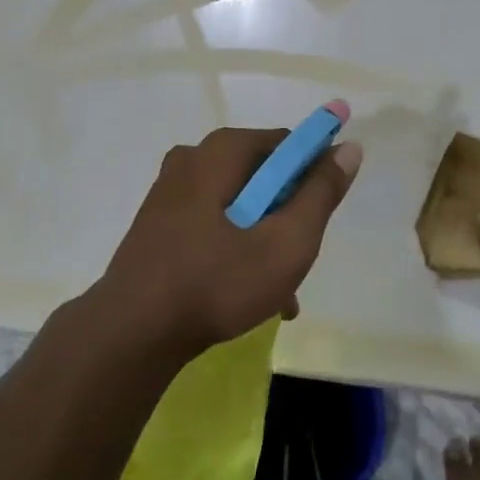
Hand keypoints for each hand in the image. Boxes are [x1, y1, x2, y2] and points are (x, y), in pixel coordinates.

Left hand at [93, 126, 362, 359]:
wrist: (130, 334)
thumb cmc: (216, 282)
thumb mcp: (286, 242)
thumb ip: (321, 193)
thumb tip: (349, 147)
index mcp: (222, 151)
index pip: (287, 145)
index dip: (313, 177)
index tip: (318, 219)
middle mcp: (193, 158)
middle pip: (262, 176)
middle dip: (287, 216)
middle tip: (297, 260)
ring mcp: (170, 190)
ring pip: (238, 204)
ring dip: (263, 239)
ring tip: (279, 293)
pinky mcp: (157, 221)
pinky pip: (211, 222)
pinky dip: (234, 247)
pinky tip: (246, 294)